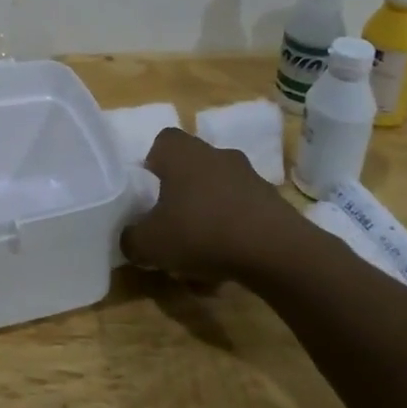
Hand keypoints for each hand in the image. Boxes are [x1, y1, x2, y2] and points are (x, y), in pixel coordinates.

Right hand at [121, 127, 305, 282]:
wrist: (277, 251)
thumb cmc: (201, 232)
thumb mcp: (149, 243)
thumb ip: (130, 239)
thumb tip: (130, 239)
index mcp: (181, 152)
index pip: (160, 143)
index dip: (151, 166)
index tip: (147, 194)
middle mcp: (215, 154)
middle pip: (190, 168)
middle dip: (179, 195)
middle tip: (169, 225)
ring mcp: (248, 176)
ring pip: (217, 193)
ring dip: (207, 216)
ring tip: (199, 255)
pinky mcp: (273, 202)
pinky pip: (242, 214)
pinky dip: (233, 234)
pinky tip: (227, 265)